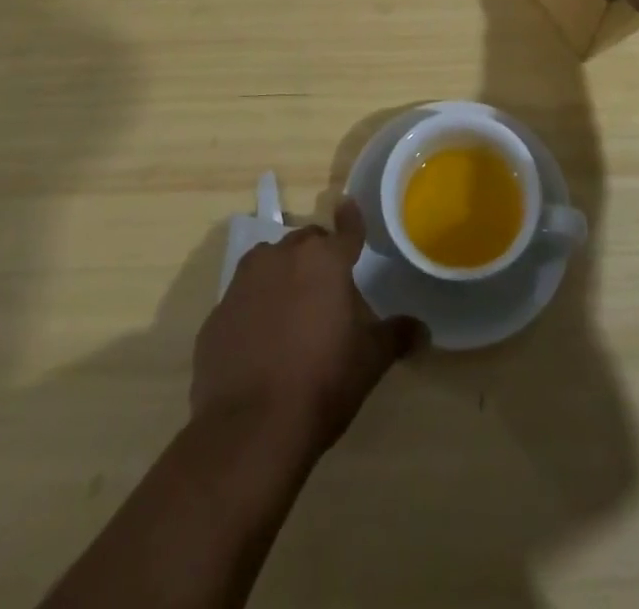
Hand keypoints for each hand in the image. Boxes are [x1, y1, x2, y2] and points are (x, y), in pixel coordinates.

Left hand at [192, 199, 422, 455]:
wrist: (249, 430)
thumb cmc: (321, 382)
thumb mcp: (370, 361)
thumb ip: (396, 336)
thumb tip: (422, 329)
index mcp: (324, 260)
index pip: (346, 229)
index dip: (352, 219)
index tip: (349, 207)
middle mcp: (281, 257)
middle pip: (305, 243)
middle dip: (317, 257)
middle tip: (329, 288)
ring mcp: (243, 283)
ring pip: (268, 263)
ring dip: (282, 275)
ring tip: (293, 310)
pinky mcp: (216, 315)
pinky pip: (242, 300)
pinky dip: (254, 309)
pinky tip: (261, 343)